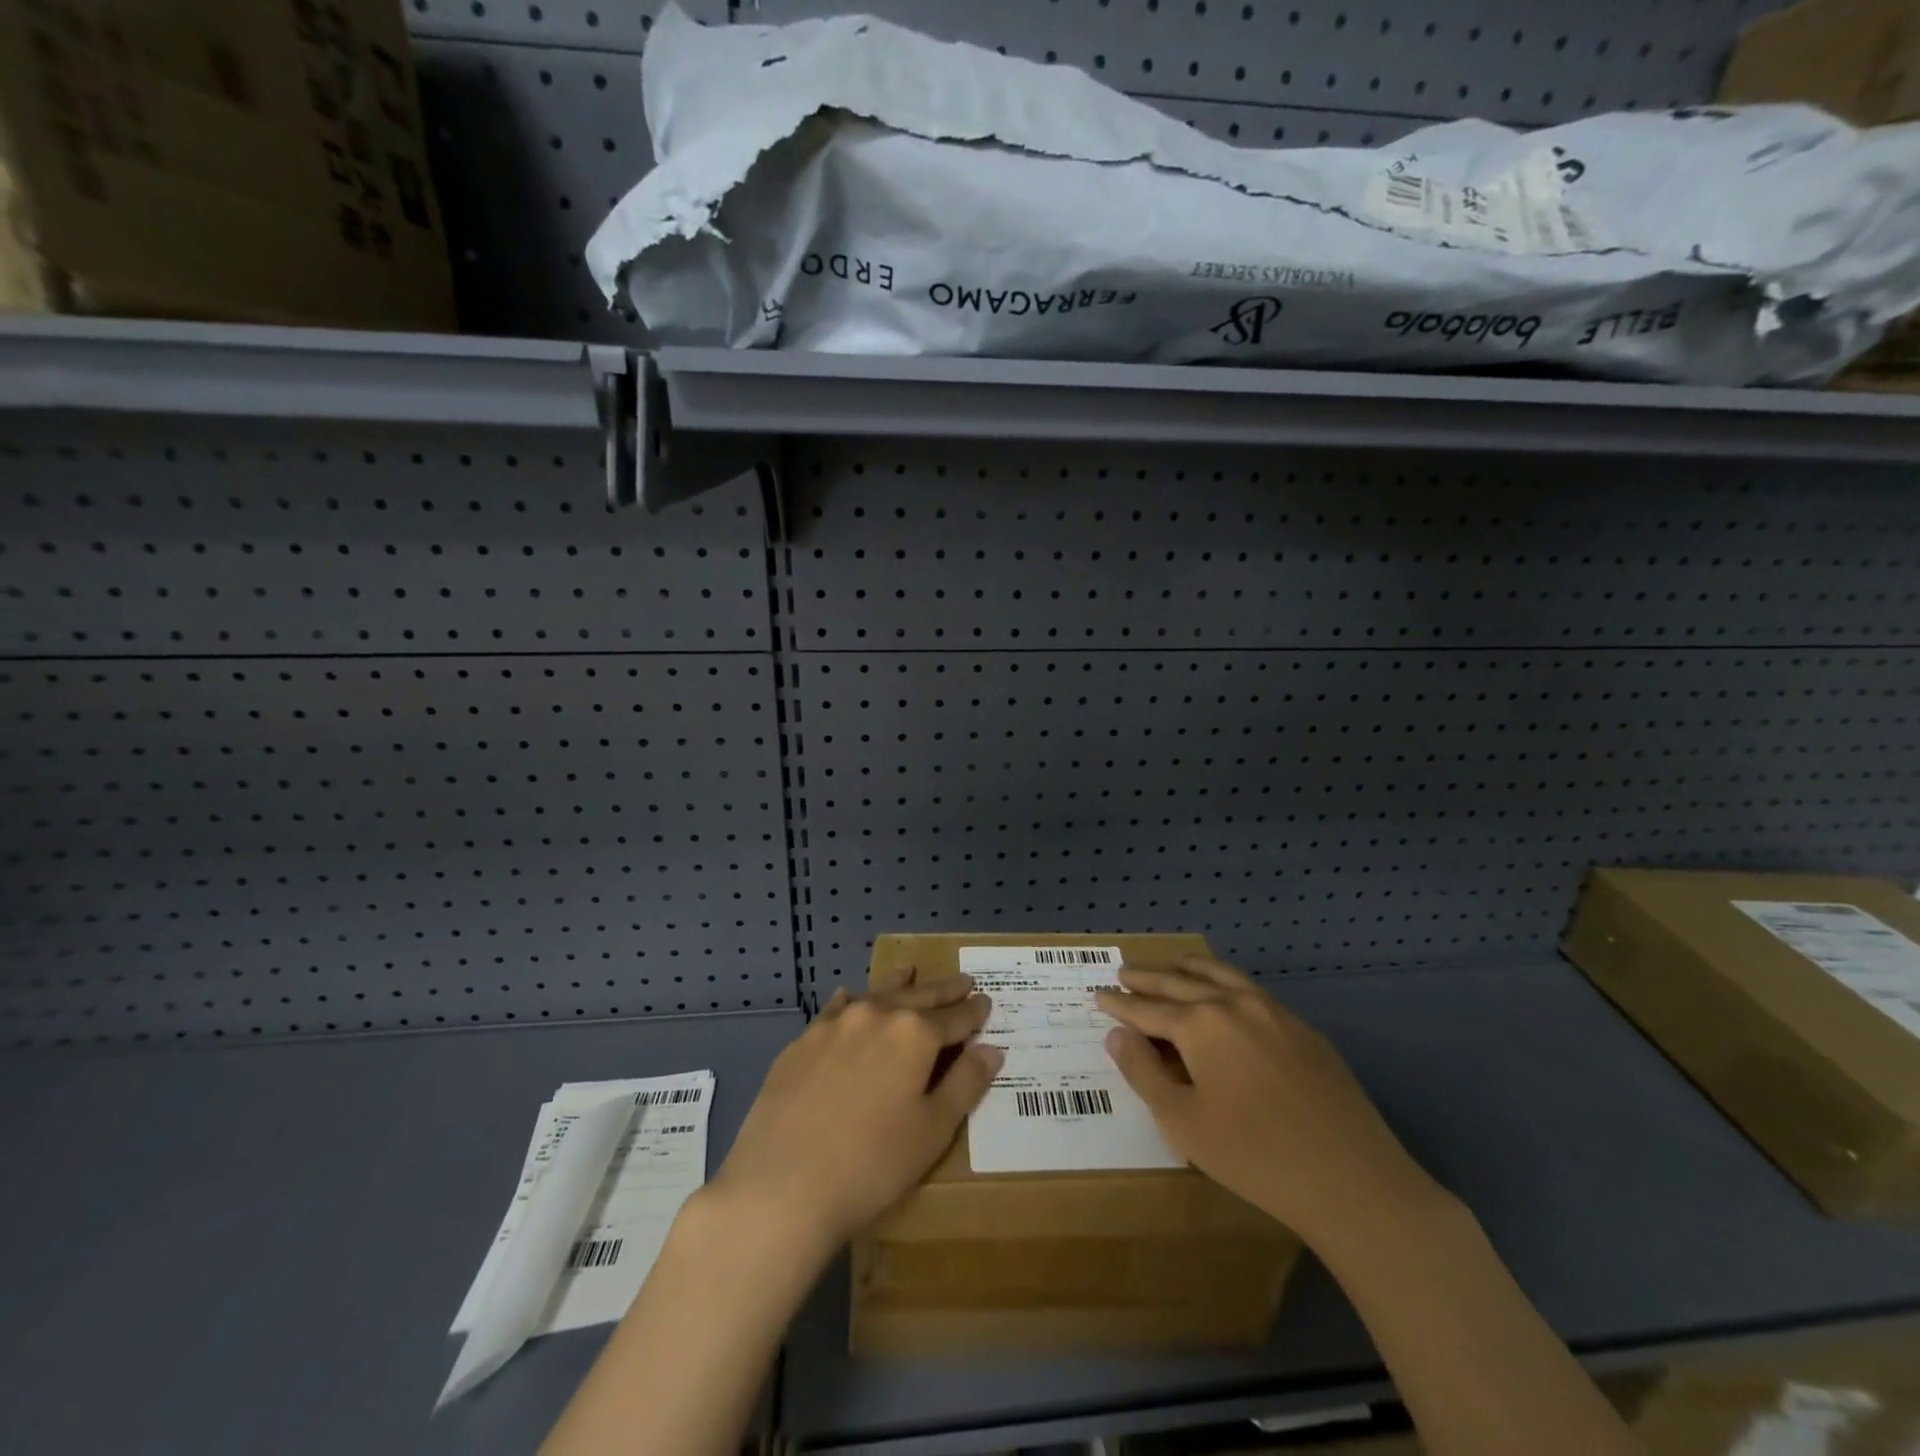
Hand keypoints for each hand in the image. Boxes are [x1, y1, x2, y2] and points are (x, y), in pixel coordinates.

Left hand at [709, 972, 1001, 1258]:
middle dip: (943, 990)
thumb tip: (991, 1049)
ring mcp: (834, 1024)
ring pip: (875, 994)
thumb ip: (965, 1084)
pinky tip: (849, 998)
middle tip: (962, 980)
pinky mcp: (802, 1041)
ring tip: (910, 971)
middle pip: (918, 996)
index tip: (986, 1001)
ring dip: (898, 984)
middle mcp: (876, 1015)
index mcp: (915, 1034)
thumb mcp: (933, 1131)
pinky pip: (835, 1009)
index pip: (955, 1017)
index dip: (974, 1011)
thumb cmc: (872, 1164)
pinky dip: (851, 1000)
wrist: (782, 1185)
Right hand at [1096, 957, 1439, 1249]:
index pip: (1148, 1009)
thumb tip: (1117, 1035)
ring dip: (1189, 970)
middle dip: (1148, 978)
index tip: (1098, 995)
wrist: (1352, 1181)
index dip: (1119, 1004)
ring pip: (1220, 976)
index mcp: (1200, 1024)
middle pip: (1180, 983)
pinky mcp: (1304, 1029)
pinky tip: (1225, 994)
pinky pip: (1252, 991)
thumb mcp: (1183, 1122)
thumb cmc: (1255, 1156)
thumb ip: (1143, 1073)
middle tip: (1124, 971)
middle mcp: (1234, 1004)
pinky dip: (1225, 982)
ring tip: (1171, 965)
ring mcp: (1274, 1012)